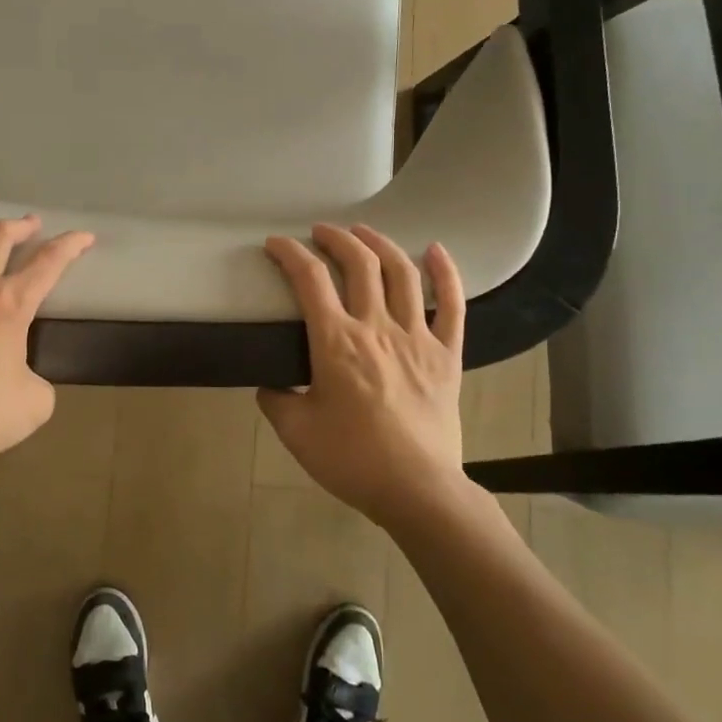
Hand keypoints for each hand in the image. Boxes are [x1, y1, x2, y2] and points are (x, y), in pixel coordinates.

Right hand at [258, 224, 468, 527]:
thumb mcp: (295, 432)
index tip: (276, 244)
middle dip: (336, 239)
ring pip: (402, 274)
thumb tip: (269, 383)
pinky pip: (453, 306)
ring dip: (380, 245)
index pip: (310, 280)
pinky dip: (447, 274)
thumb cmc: (351, 460)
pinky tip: (437, 250)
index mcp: (336, 343)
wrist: (417, 490)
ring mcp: (417, 338)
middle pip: (359, 264)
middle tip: (320, 232)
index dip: (290, 254)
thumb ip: (275, 400)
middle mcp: (377, 328)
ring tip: (364, 233)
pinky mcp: (447, 355)